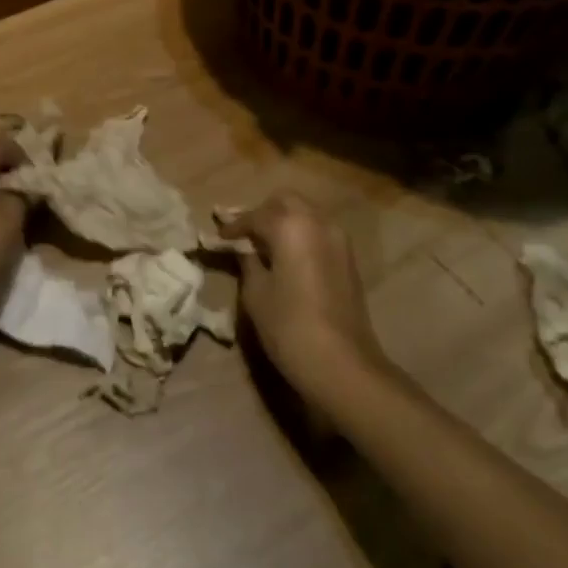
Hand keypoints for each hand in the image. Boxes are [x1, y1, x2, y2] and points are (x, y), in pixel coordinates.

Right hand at [223, 192, 387, 403]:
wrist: (344, 365)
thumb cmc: (290, 326)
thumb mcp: (256, 293)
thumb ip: (247, 261)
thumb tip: (242, 248)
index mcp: (290, 225)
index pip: (255, 216)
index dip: (233, 226)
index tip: (219, 237)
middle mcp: (317, 222)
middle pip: (285, 202)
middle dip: (262, 213)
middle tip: (243, 233)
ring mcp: (338, 239)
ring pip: (305, 214)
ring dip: (284, 222)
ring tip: (263, 244)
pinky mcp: (349, 259)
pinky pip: (318, 232)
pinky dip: (301, 235)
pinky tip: (286, 256)